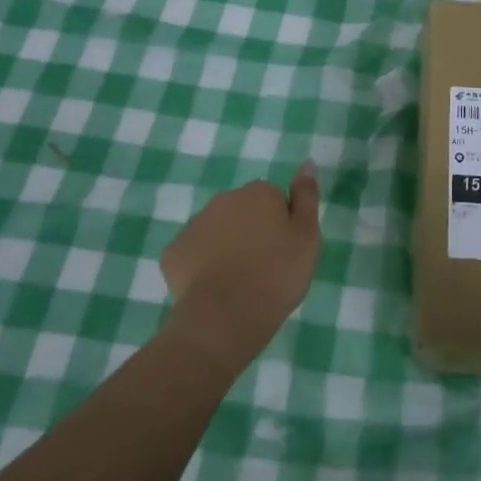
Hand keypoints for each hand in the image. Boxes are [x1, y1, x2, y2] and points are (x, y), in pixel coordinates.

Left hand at [161, 164, 321, 367]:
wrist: (226, 317)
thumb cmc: (276, 275)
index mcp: (259, 193)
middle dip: (251, 232)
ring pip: (216, 231)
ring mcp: (194, 225)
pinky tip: (213, 288)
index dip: (281, 225)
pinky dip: (202, 266)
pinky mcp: (173, 253)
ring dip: (226, 247)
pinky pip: (193, 253)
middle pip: (243, 212)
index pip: (274, 200)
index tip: (285, 251)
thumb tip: (307, 163)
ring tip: (239, 281)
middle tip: (264, 267)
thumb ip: (307, 196)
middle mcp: (224, 199)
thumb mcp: (307, 236)